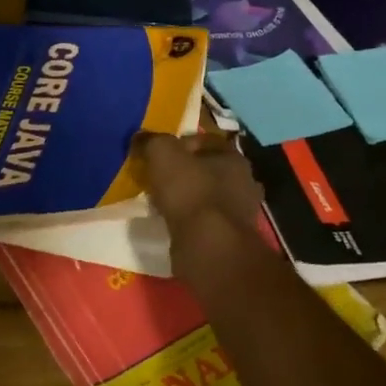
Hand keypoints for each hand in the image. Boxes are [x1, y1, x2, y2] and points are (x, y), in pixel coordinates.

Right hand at [135, 131, 264, 232]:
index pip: (206, 141)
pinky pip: (206, 221)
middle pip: (208, 169)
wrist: (207, 246)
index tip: (158, 154)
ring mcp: (241, 213)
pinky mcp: (231, 238)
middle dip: (185, 172)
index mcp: (234, 157)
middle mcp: (244, 182)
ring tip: (162, 202)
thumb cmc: (190, 191)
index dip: (180, 143)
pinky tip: (173, 223)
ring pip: (208, 196)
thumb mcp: (162, 153)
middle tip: (159, 178)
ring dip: (188, 198)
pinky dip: (191, 220)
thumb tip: (140, 138)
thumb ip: (151, 141)